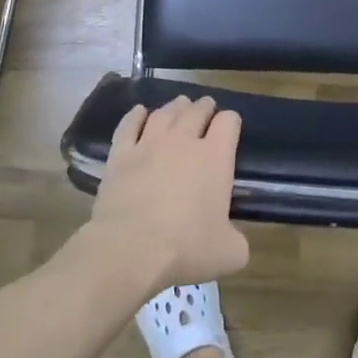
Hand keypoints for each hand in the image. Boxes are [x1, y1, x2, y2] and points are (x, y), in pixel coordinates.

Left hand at [84, 96, 249, 290]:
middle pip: (196, 111)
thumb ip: (237, 239)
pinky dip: (136, 115)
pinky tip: (139, 112)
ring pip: (165, 114)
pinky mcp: (120, 156)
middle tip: (206, 107)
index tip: (231, 126)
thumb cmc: (186, 249)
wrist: (130, 250)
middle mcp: (183, 142)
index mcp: (216, 157)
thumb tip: (232, 239)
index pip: (229, 122)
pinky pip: (128, 125)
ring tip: (179, 105)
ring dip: (175, 107)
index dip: (231, 121)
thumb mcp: (230, 253)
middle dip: (204, 107)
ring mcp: (148, 145)